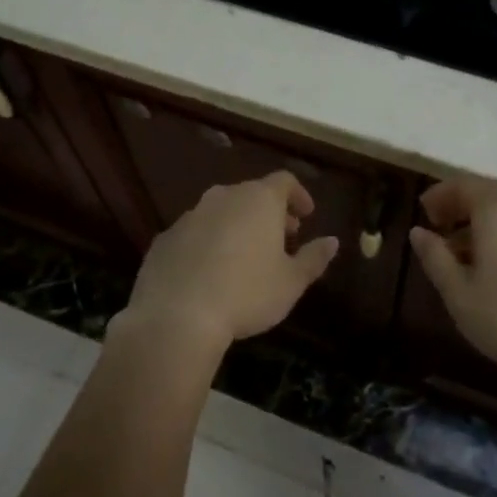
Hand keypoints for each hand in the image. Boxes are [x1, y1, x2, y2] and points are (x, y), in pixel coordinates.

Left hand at [116, 171, 338, 358]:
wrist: (177, 315)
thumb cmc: (247, 294)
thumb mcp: (291, 282)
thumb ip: (314, 258)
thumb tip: (332, 241)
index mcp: (258, 200)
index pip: (284, 181)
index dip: (298, 195)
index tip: (306, 215)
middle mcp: (223, 197)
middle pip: (252, 194)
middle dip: (270, 212)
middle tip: (283, 237)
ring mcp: (190, 215)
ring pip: (221, 212)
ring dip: (237, 226)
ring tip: (247, 256)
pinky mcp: (165, 238)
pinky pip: (195, 233)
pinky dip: (208, 242)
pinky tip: (211, 272)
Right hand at [409, 179, 496, 392]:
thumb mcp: (459, 293)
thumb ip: (435, 257)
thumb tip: (418, 232)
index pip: (463, 186)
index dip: (440, 196)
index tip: (423, 212)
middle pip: (486, 198)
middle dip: (460, 211)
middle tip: (439, 233)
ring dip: (481, 228)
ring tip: (461, 258)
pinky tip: (494, 270)